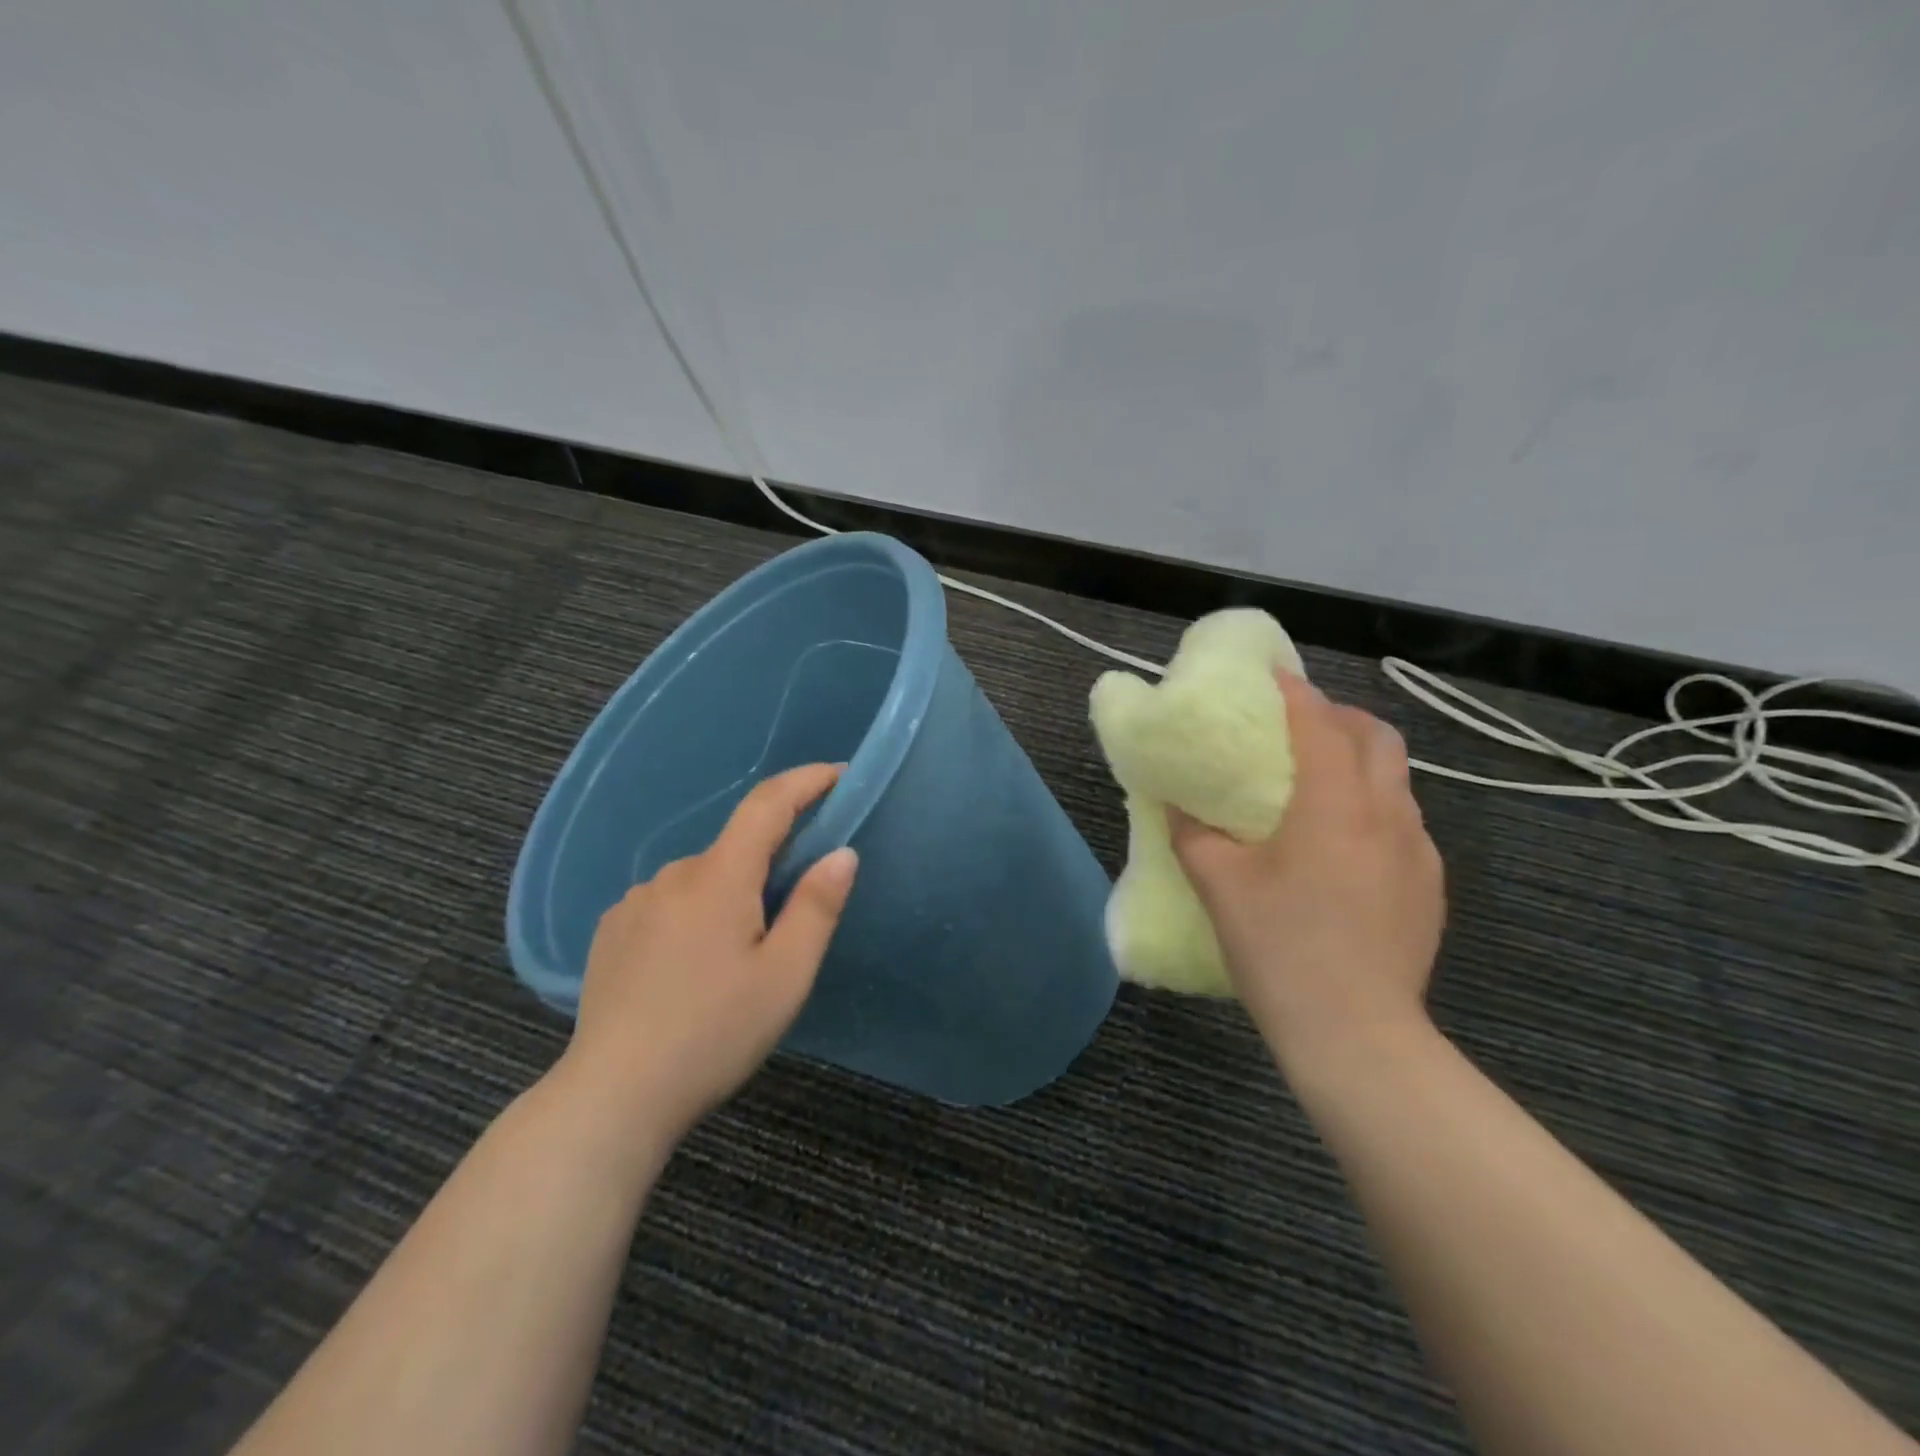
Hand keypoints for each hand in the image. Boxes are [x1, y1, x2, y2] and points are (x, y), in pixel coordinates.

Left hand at [558, 763, 857, 1144]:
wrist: (613, 1096)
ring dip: (731, 896)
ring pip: (703, 880)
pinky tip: (692, 968)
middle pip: (736, 849)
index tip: (837, 774)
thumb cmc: (714, 1034)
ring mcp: (635, 902)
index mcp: (719, 878)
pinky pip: (669, 903)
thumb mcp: (785, 976)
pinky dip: (695, 915)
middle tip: (794, 918)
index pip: (767, 804)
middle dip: (772, 865)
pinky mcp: (612, 930)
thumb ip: (817, 906)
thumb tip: (841, 852)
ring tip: (739, 959)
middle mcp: (673, 875)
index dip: (806, 781)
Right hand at [1171, 673, 1444, 1075]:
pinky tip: (1342, 843)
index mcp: (1336, 806)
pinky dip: (1373, 806)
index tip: (1271, 675)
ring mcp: (1418, 852)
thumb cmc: (1281, 948)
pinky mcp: (1429, 887)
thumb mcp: (1219, 886)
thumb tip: (1177, 804)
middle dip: (1339, 717)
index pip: (1321, 725)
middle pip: (1378, 738)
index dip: (1295, 693)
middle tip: (1298, 726)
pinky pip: (1403, 822)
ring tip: (1318, 781)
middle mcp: (1388, 815)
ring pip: (1397, 780)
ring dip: (1360, 761)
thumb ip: (1193, 834)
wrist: (1356, 1035)